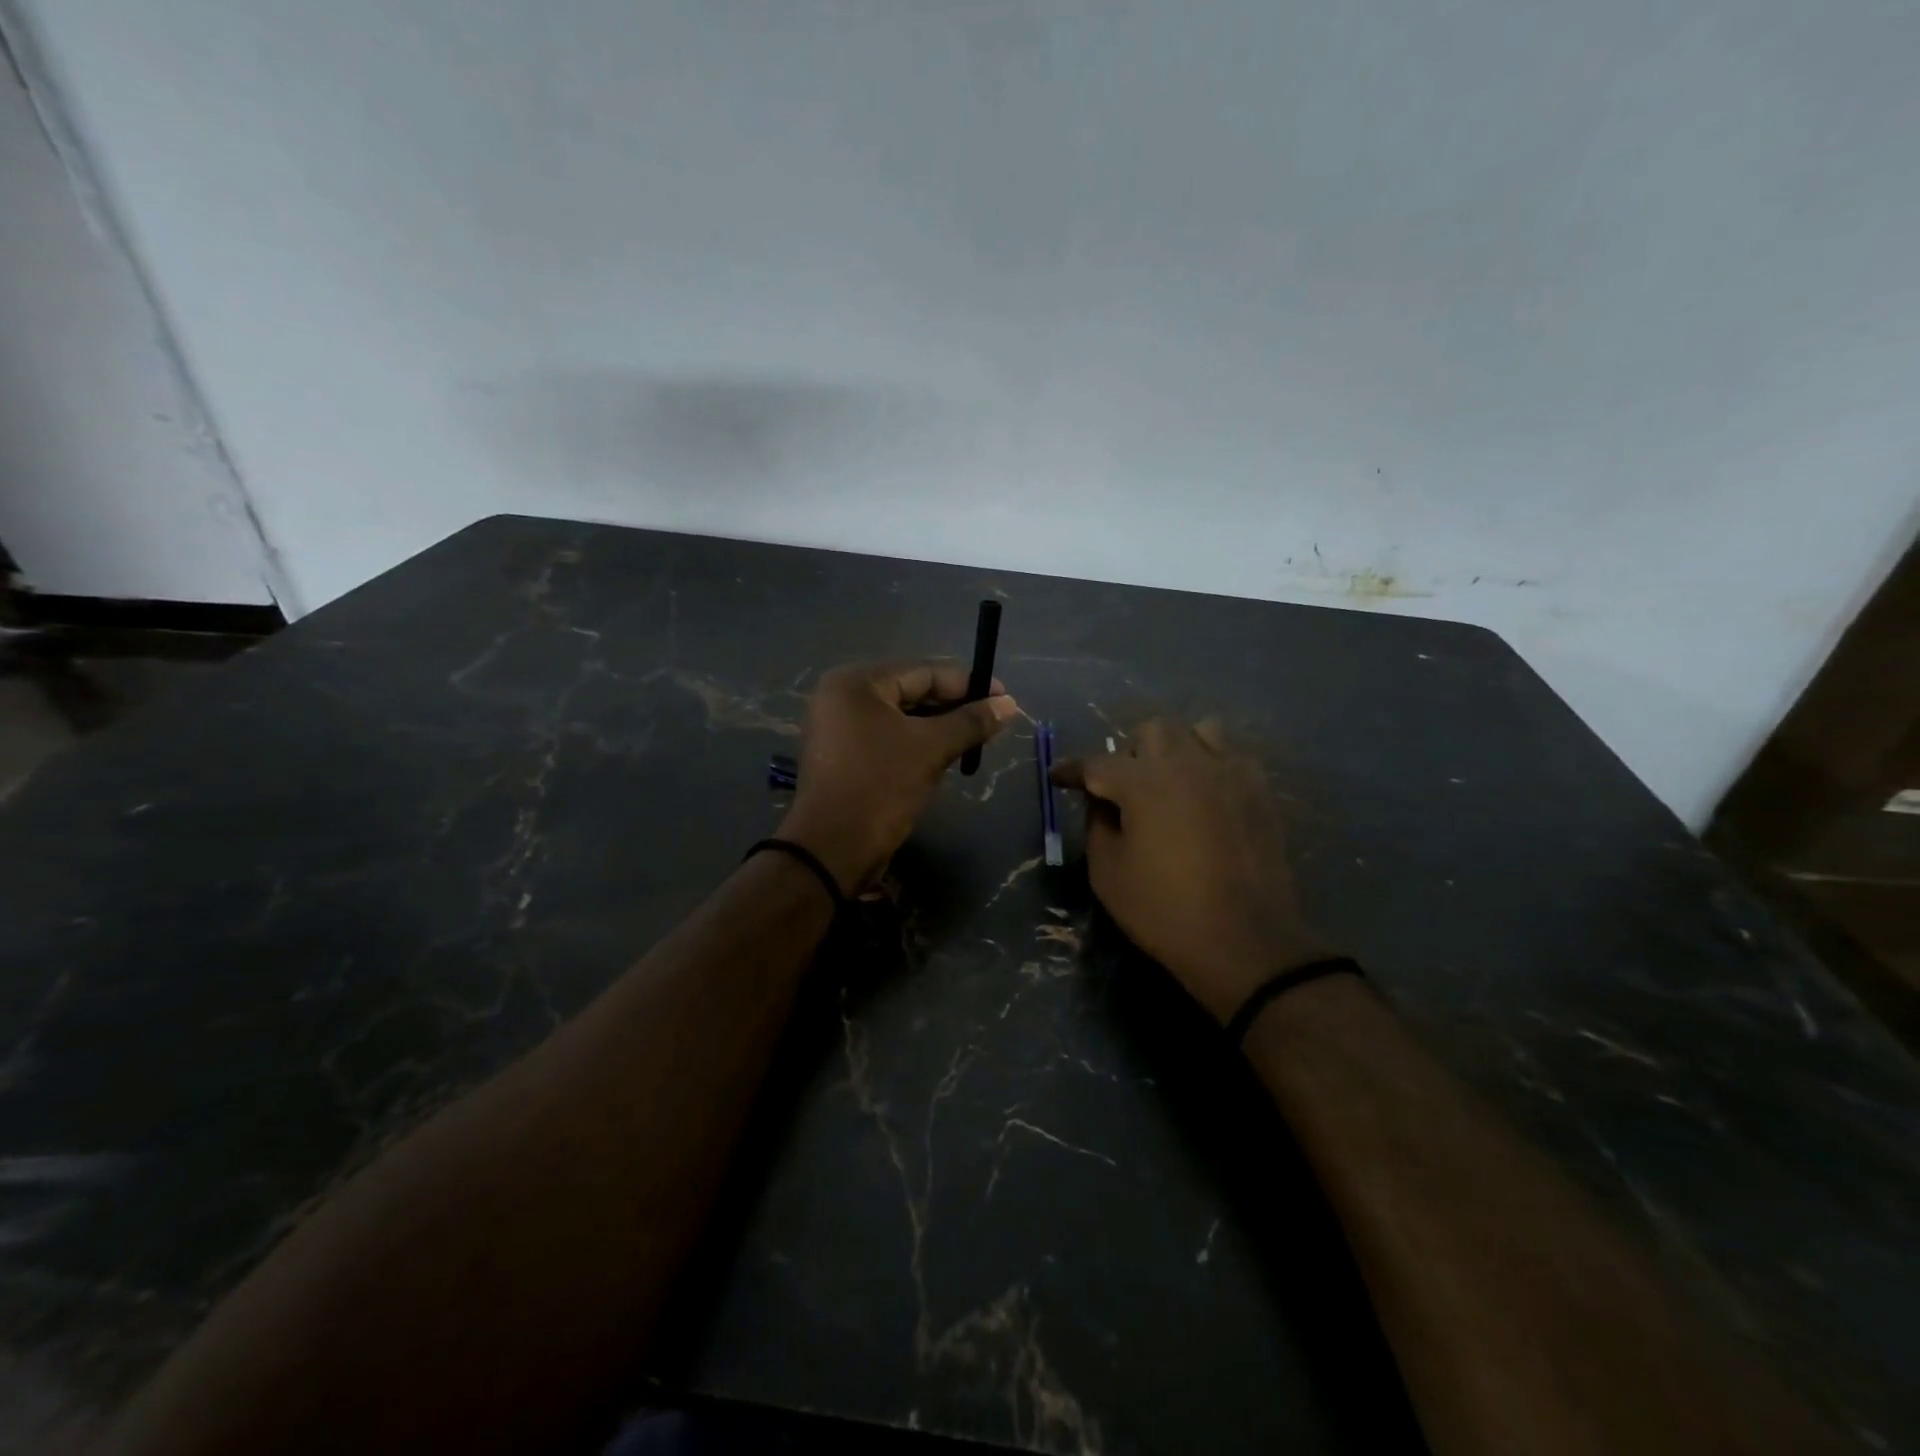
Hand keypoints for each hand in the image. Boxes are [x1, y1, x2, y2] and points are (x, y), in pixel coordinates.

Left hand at [779, 661, 1019, 892]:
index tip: (1004, 696)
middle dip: (954, 707)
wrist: (832, 849)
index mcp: (856, 683)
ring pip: (901, 718)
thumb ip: (971, 721)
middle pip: (911, 692)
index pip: (923, 672)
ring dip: (939, 727)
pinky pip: (888, 739)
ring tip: (976, 738)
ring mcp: (839, 728)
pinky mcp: (843, 756)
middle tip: (994, 719)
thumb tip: (1009, 704)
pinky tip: (947, 754)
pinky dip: (917, 743)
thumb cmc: (881, 786)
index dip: (967, 683)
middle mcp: (842, 697)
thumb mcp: (931, 748)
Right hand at [1051, 719, 1333, 1022]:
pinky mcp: (1260, 792)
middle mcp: (1187, 763)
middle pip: (1152, 730)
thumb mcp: (1108, 873)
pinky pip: (1231, 757)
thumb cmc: (1164, 910)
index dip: (1072, 770)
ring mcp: (1230, 773)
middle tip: (1123, 788)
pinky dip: (1211, 766)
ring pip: (1198, 732)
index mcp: (1144, 782)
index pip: (1097, 763)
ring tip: (1169, 783)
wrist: (1244, 942)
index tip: (1059, 778)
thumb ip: (1096, 825)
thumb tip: (1101, 803)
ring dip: (1176, 749)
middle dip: (1130, 753)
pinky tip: (1206, 798)